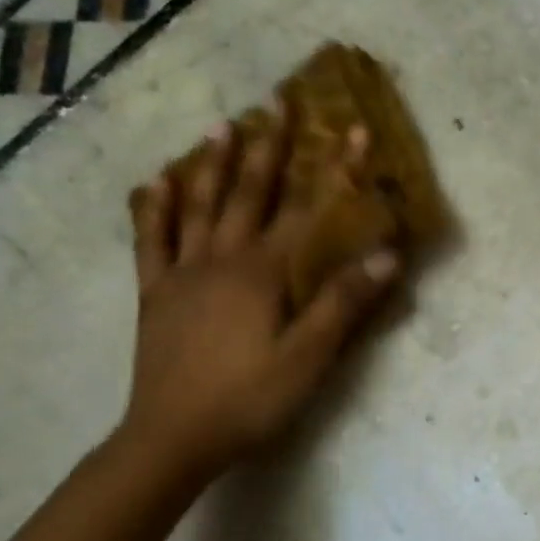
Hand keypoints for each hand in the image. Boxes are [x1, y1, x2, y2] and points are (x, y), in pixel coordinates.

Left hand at [119, 110, 397, 479]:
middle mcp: (221, 260)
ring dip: (213, 165)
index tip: (353, 129)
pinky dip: (154, 209)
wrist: (173, 438)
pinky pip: (152, 242)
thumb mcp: (308, 357)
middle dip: (270, 148)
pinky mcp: (156, 296)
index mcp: (262, 273)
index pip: (308, 210)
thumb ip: (344, 302)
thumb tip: (387, 255)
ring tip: (222, 126)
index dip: (335, 170)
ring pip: (200, 207)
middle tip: (277, 102)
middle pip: (250, 195)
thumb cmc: (249, 399)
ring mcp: (183, 274)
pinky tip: (155, 183)